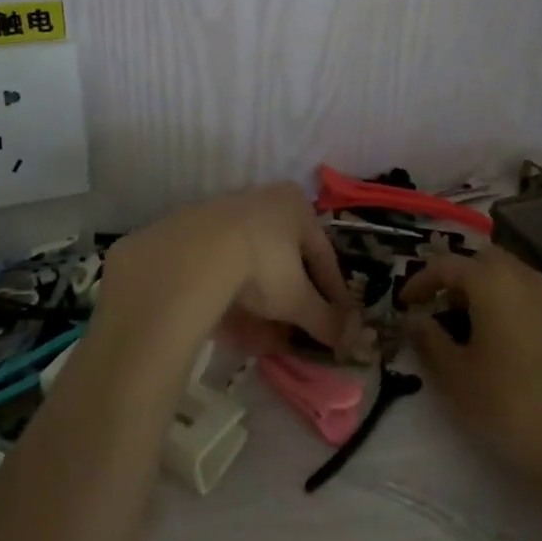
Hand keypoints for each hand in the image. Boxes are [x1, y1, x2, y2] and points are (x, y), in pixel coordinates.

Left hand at [97, 185, 354, 357]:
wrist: (191, 257)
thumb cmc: (261, 266)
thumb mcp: (298, 299)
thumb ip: (325, 319)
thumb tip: (350, 340)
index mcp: (295, 205)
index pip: (323, 254)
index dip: (332, 291)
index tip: (338, 319)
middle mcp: (262, 200)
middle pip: (285, 257)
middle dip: (292, 297)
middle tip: (298, 328)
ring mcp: (223, 214)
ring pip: (252, 265)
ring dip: (261, 300)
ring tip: (265, 335)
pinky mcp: (191, 233)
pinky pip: (221, 270)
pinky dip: (231, 296)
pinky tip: (232, 322)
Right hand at [402, 248, 541, 505]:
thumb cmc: (510, 408)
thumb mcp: (456, 378)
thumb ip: (429, 341)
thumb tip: (414, 319)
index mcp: (495, 283)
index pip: (448, 265)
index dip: (421, 280)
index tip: (404, 304)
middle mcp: (529, 280)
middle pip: (485, 261)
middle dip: (457, 277)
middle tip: (436, 307)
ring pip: (513, 278)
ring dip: (486, 290)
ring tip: (466, 326)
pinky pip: (533, 301)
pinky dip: (511, 307)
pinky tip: (504, 344)